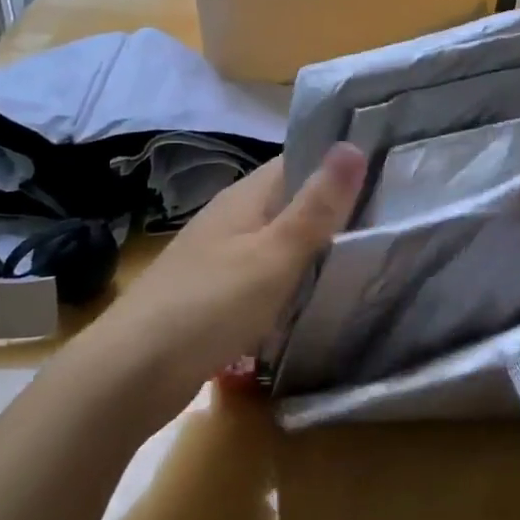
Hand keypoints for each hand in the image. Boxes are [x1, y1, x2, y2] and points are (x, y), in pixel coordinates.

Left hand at [99, 144, 366, 413]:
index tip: (387, 170)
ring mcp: (219, 256)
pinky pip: (263, 273)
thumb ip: (316, 206)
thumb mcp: (274, 255)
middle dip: (332, 207)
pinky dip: (290, 278)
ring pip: (277, 239)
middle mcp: (231, 218)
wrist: (130, 374)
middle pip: (289, 200)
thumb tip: (351, 145)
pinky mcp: (214, 294)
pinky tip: (314, 296)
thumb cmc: (209, 305)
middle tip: (389, 217)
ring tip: (364, 253)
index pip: (298, 160)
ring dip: (312, 245)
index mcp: (245, 197)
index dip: (338, 161)